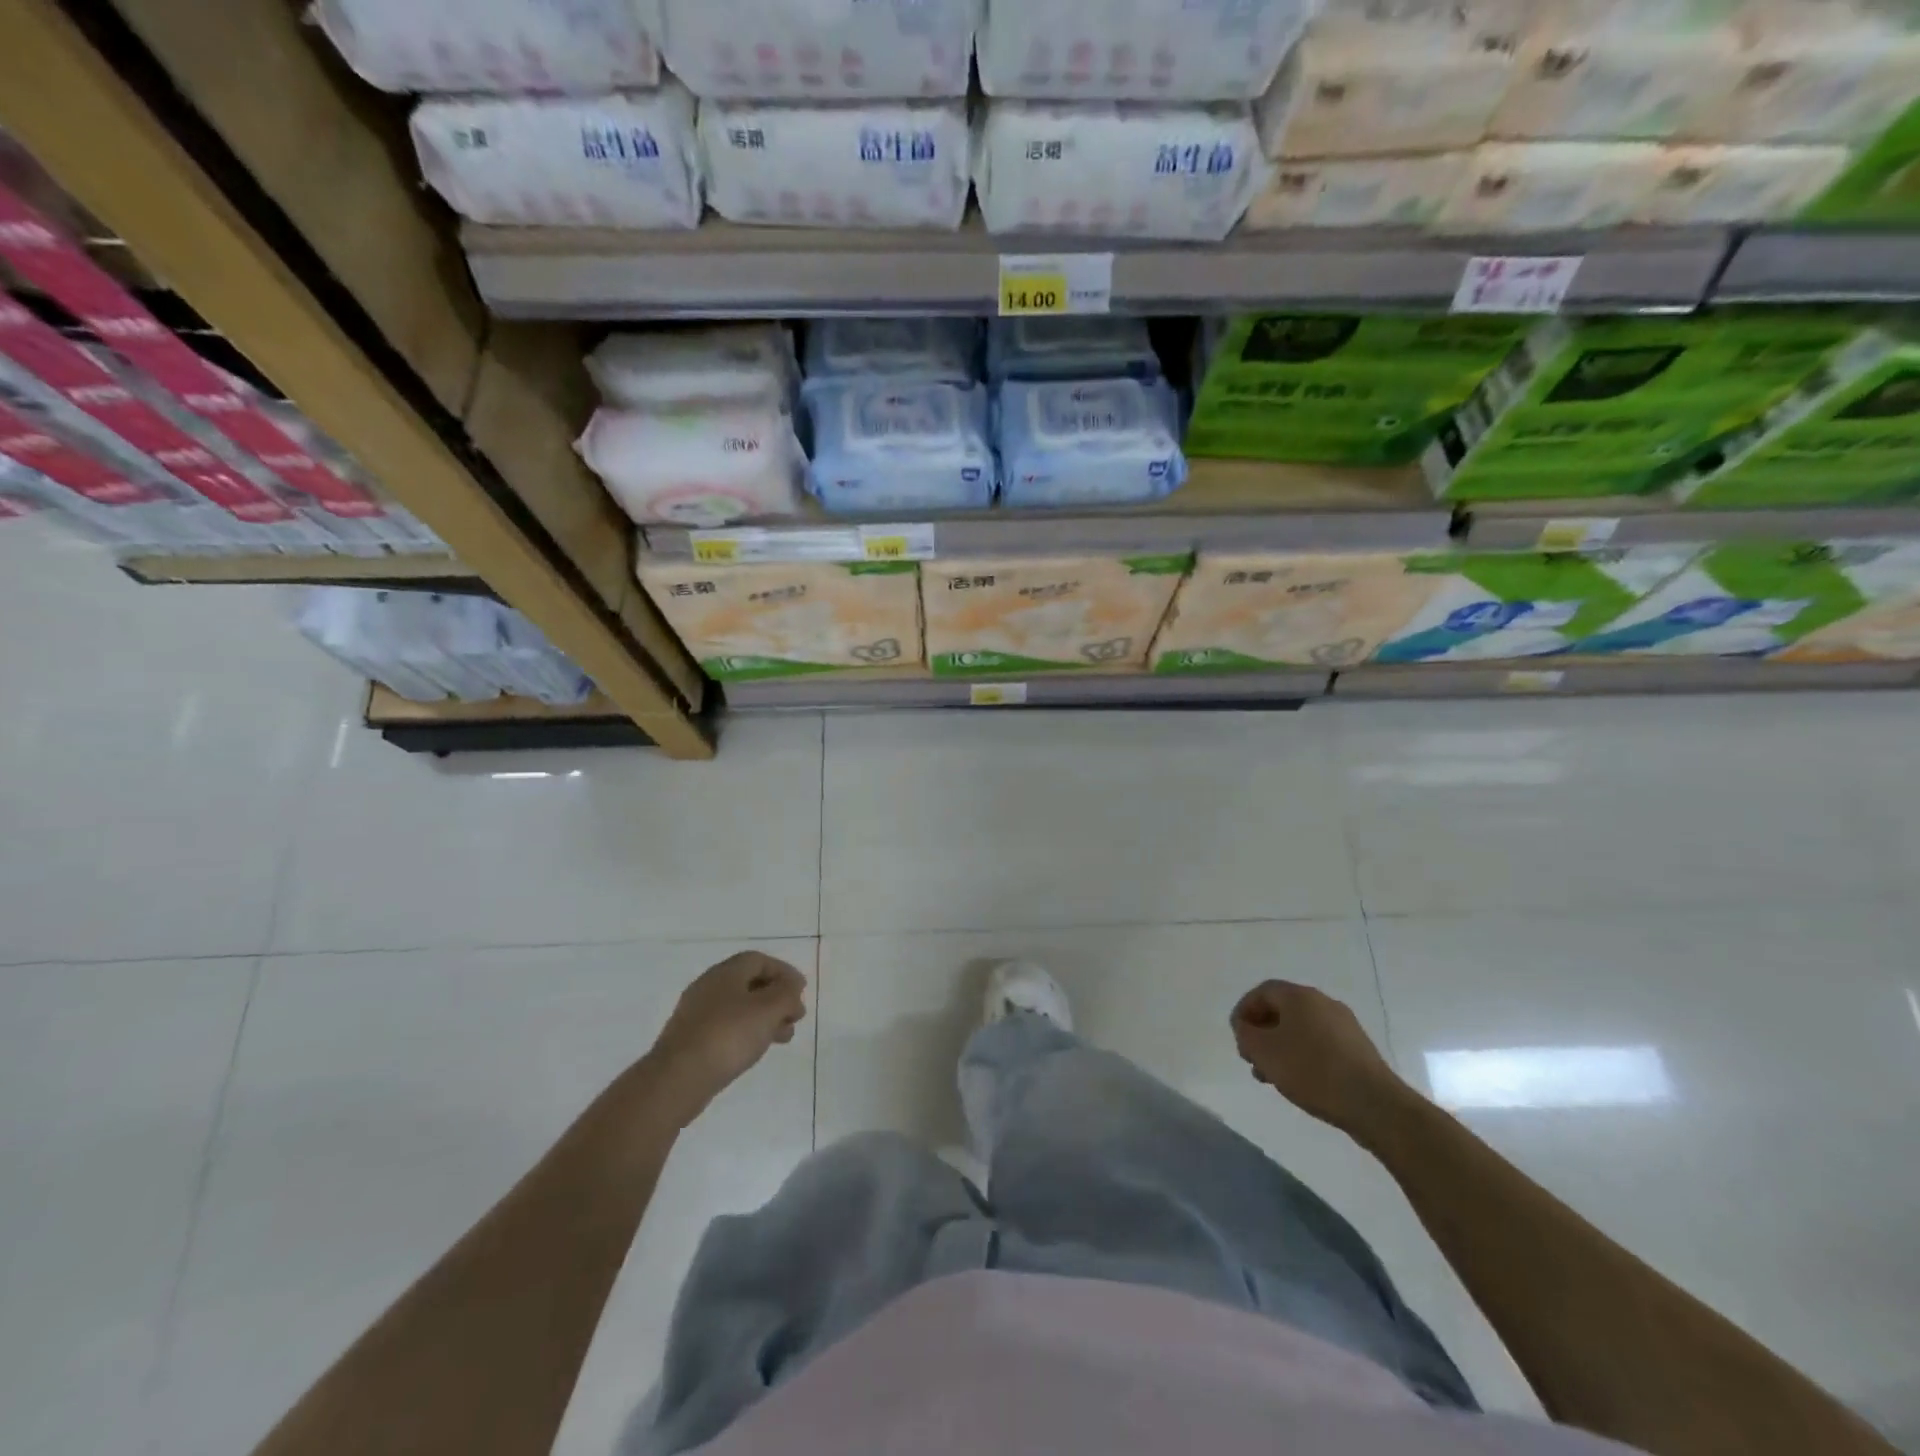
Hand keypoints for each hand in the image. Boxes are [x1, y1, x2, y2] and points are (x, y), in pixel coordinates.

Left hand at [647, 952, 807, 1113]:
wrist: (677, 1079)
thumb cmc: (728, 1036)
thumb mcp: (768, 1009)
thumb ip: (787, 993)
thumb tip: (792, 986)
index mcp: (725, 972)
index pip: (759, 960)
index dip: (784, 972)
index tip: (801, 991)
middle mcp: (708, 987)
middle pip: (750, 983)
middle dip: (777, 997)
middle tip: (795, 1016)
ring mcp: (697, 1014)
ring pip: (739, 1007)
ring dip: (765, 1017)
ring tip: (784, 1037)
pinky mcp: (691, 1040)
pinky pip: (726, 1027)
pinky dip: (748, 1032)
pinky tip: (756, 1049)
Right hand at [1231, 980, 1403, 1133]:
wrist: (1374, 1104)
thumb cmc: (1312, 1070)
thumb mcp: (1264, 1051)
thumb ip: (1245, 1033)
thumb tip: (1245, 1026)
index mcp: (1299, 996)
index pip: (1262, 992)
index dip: (1245, 1011)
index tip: (1238, 1037)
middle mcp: (1323, 1002)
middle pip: (1282, 1010)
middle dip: (1262, 1032)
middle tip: (1252, 1059)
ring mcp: (1344, 1025)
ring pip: (1301, 1029)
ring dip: (1281, 1047)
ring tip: (1273, 1076)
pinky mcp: (1358, 1048)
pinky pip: (1321, 1044)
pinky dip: (1304, 1056)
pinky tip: (1301, 1081)